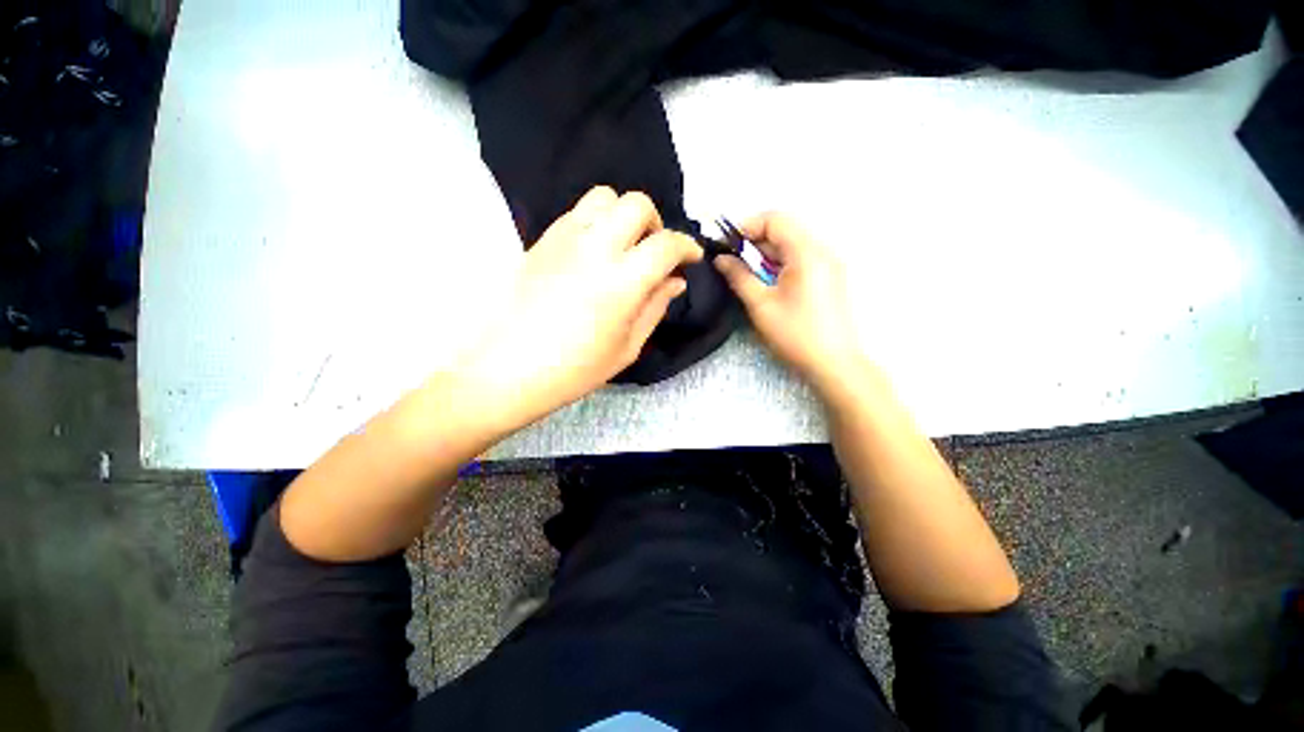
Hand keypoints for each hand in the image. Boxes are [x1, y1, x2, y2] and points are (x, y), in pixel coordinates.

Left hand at [457, 186, 701, 431]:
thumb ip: (655, 307)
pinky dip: (596, 221)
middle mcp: (596, 247)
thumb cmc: (575, 369)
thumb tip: (675, 281)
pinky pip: (577, 212)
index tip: (691, 257)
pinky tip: (594, 251)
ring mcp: (564, 238)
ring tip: (623, 246)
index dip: (687, 246)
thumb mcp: (627, 346)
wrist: (507, 370)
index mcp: (623, 280)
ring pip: (604, 197)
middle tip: (653, 252)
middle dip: (655, 223)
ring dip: (623, 215)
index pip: (666, 244)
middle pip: (637, 204)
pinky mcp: (542, 240)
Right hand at [715, 213, 866, 393]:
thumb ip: (739, 276)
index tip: (726, 248)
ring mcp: (830, 263)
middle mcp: (822, 250)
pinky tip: (770, 285)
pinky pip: (802, 259)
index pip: (774, 219)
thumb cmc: (795, 334)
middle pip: (784, 230)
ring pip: (792, 245)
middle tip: (734, 265)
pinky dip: (781, 264)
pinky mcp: (831, 277)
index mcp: (807, 252)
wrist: (835, 363)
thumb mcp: (760, 305)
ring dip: (767, 255)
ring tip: (749, 277)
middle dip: (755, 242)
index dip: (746, 227)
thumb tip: (721, 259)